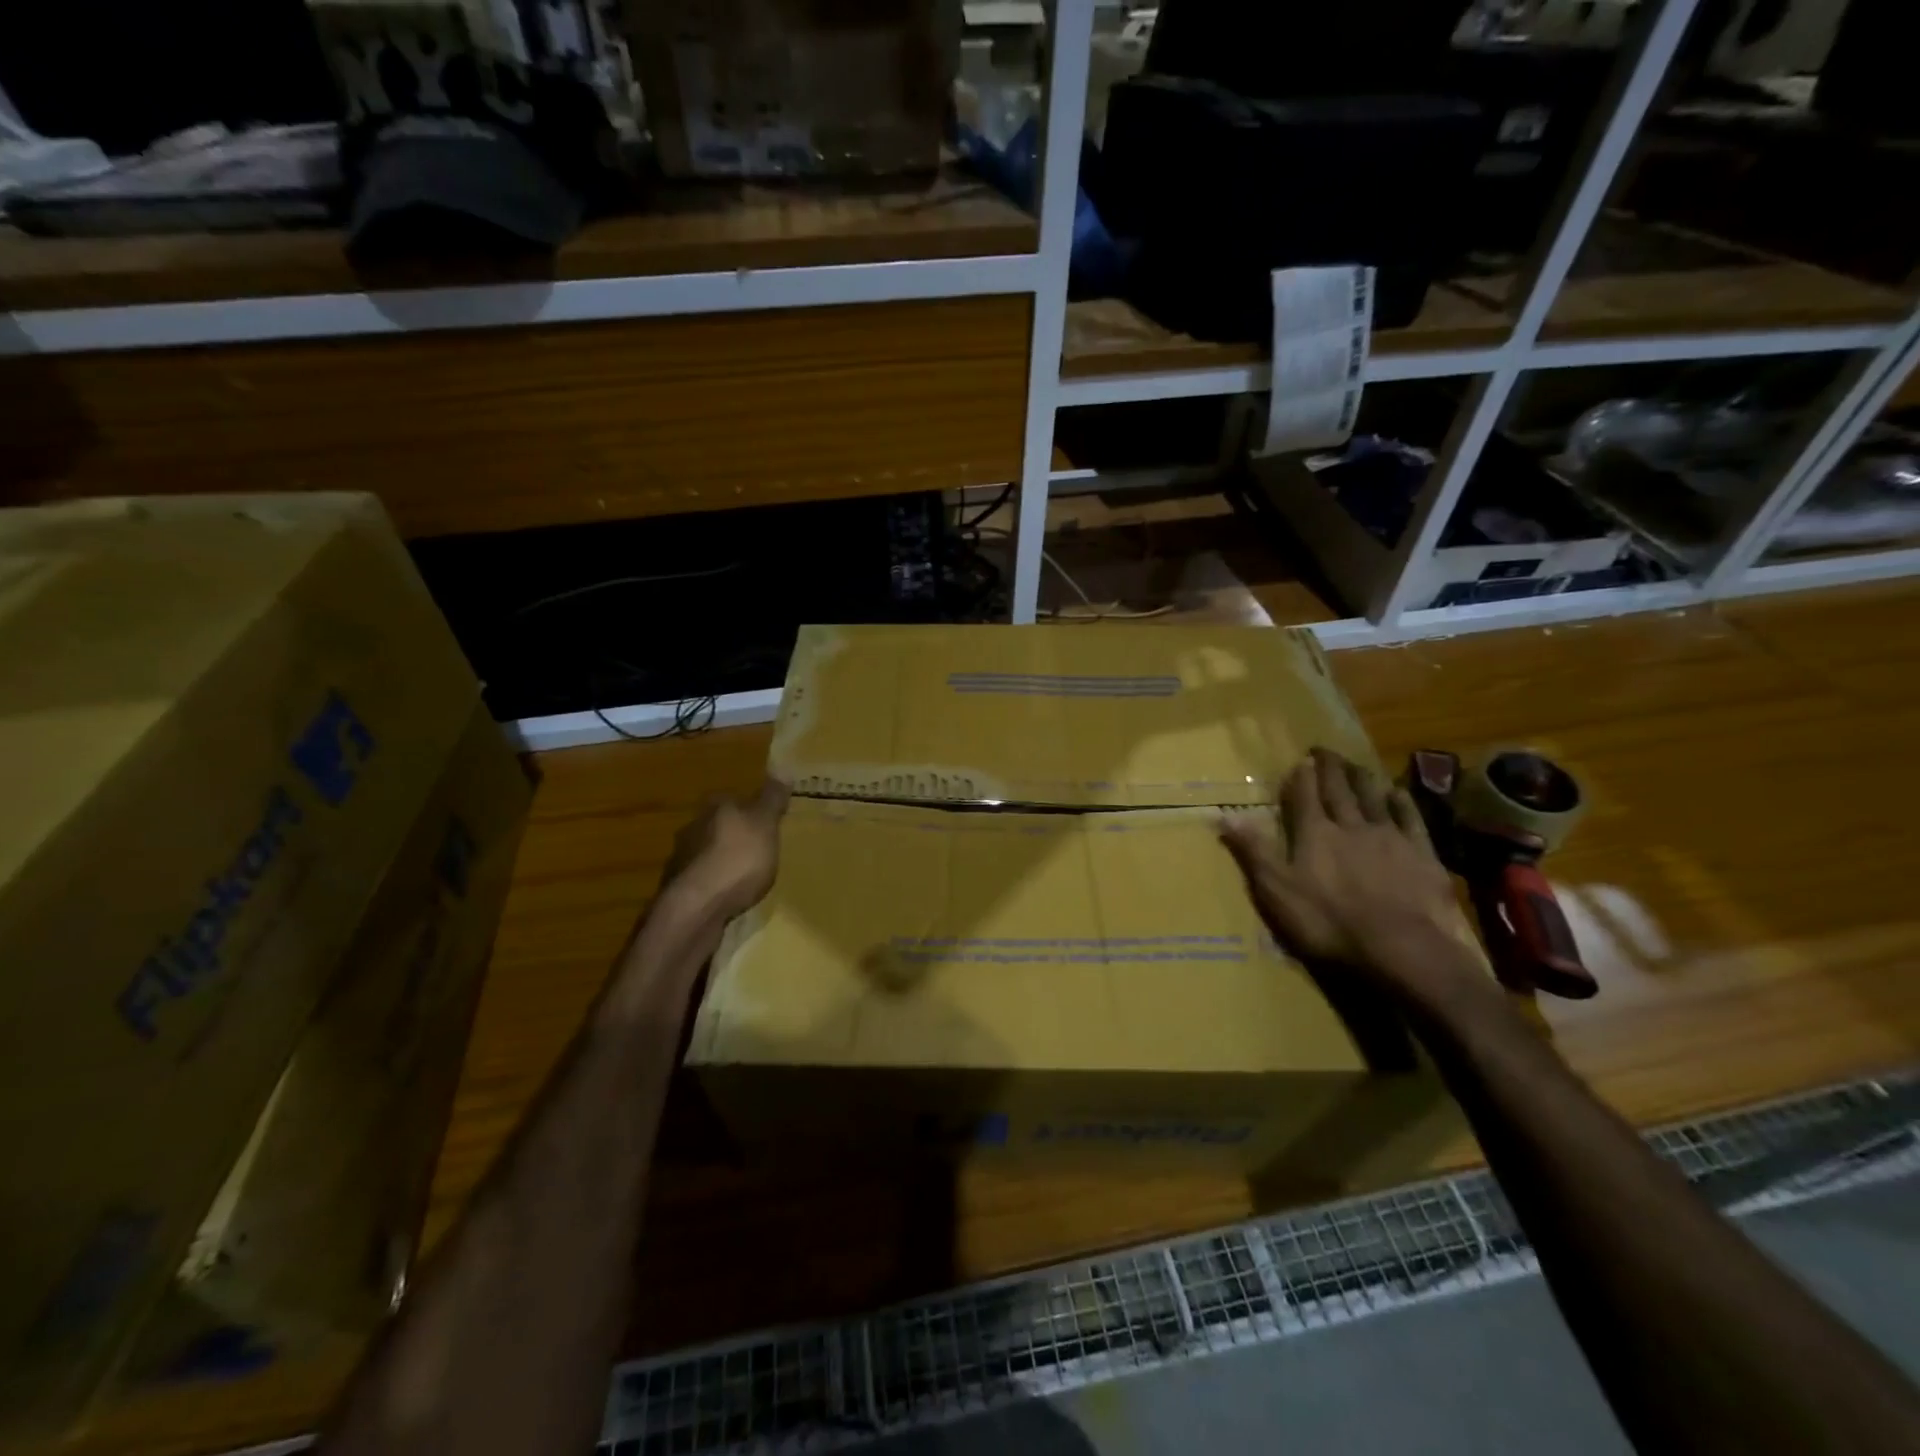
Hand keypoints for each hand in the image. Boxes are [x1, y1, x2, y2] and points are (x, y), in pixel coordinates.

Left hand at [661, 779, 789, 918]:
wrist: (697, 908)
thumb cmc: (737, 859)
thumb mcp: (765, 825)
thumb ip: (772, 799)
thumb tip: (781, 767)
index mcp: (715, 808)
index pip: (732, 798)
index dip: (748, 808)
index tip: (764, 820)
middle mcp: (692, 828)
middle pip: (717, 825)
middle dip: (733, 835)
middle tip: (758, 848)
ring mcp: (681, 860)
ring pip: (706, 853)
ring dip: (722, 861)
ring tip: (745, 876)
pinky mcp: (678, 890)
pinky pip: (702, 880)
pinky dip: (714, 885)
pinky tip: (728, 896)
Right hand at [1221, 749, 1469, 1001]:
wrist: (1400, 947)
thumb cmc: (1328, 922)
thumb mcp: (1276, 890)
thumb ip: (1253, 850)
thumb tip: (1223, 814)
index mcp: (1314, 833)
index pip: (1305, 794)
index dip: (1302, 775)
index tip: (1300, 759)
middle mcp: (1351, 825)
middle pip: (1339, 789)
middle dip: (1330, 768)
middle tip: (1325, 750)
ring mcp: (1389, 837)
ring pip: (1374, 797)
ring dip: (1363, 777)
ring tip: (1356, 764)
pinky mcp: (1421, 854)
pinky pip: (1410, 818)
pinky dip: (1402, 802)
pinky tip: (1398, 793)